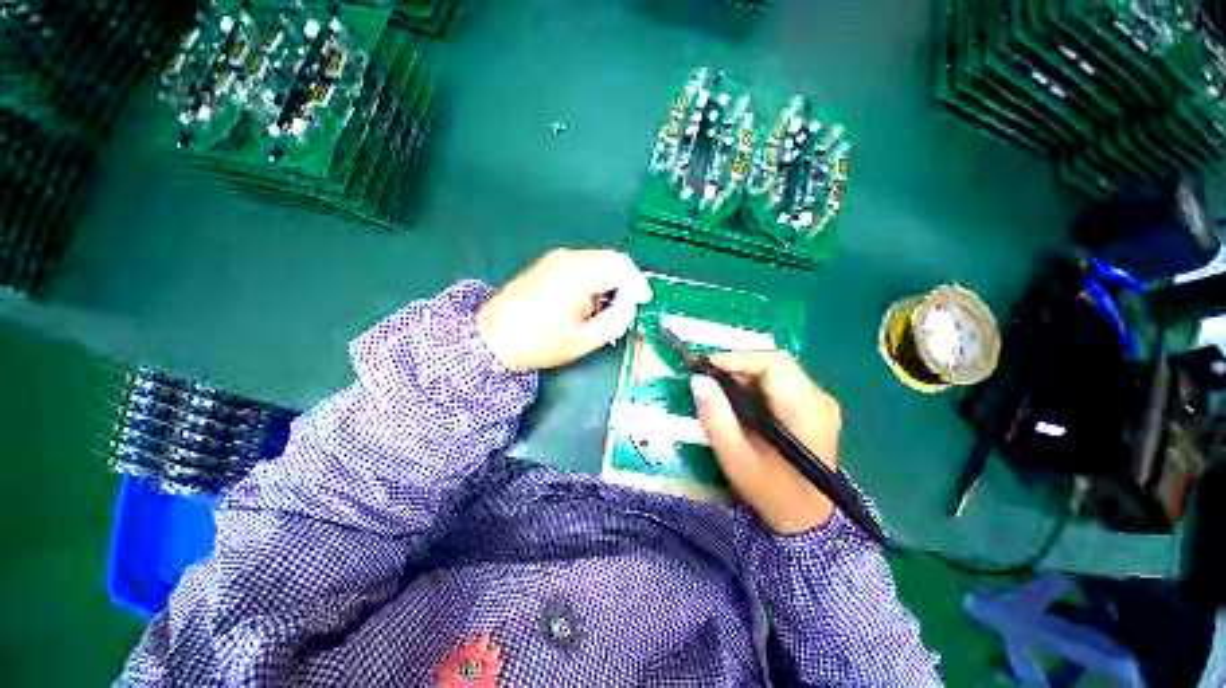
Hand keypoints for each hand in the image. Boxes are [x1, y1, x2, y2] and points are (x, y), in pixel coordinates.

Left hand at [477, 248, 651, 371]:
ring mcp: (554, 259)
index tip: (644, 300)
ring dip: (609, 279)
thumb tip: (628, 306)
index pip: (620, 265)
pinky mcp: (546, 265)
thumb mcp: (585, 339)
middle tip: (629, 304)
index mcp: (578, 273)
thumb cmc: (540, 342)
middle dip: (625, 280)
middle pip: (610, 259)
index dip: (637, 282)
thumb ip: (615, 321)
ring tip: (609, 306)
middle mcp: (567, 257)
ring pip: (596, 260)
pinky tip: (590, 299)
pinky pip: (581, 264)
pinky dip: (594, 278)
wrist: (492, 338)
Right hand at [690, 351, 840, 534]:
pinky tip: (737, 397)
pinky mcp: (812, 407)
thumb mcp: (735, 456)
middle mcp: (818, 398)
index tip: (707, 365)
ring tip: (718, 386)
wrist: (806, 519)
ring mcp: (818, 402)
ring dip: (744, 373)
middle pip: (775, 362)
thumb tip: (698, 379)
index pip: (774, 364)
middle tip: (709, 376)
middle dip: (738, 364)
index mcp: (806, 409)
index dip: (738, 358)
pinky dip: (753, 383)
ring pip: (776, 370)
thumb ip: (715, 416)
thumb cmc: (770, 490)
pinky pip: (779, 382)